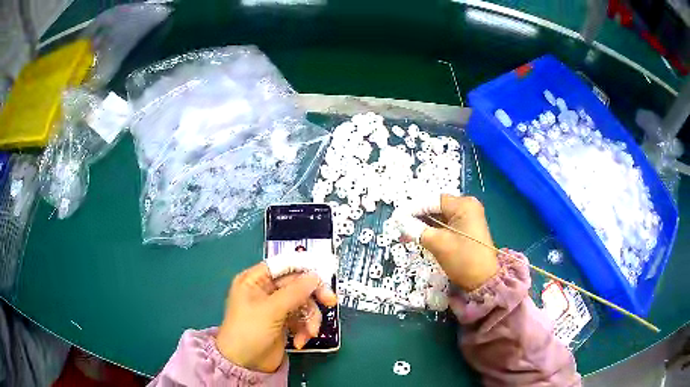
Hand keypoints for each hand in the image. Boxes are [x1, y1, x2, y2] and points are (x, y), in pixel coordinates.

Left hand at [216, 263, 336, 372]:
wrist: (244, 365)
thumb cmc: (249, 331)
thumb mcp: (271, 310)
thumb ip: (294, 292)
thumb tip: (315, 276)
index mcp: (255, 280)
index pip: (283, 266)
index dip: (304, 269)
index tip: (323, 277)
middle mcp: (265, 290)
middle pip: (297, 285)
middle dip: (312, 297)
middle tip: (331, 302)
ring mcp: (275, 308)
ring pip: (303, 303)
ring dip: (309, 319)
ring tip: (309, 334)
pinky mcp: (283, 323)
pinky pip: (301, 319)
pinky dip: (304, 330)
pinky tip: (299, 342)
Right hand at [398, 194, 498, 290]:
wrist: (484, 281)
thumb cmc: (463, 259)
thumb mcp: (438, 244)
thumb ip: (416, 229)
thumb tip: (399, 221)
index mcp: (463, 205)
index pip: (432, 201)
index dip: (412, 208)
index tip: (396, 217)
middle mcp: (467, 206)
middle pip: (436, 207)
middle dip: (417, 216)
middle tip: (398, 226)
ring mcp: (468, 217)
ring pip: (439, 216)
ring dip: (423, 224)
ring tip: (405, 233)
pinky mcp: (466, 228)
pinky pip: (446, 224)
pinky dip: (432, 230)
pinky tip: (418, 235)